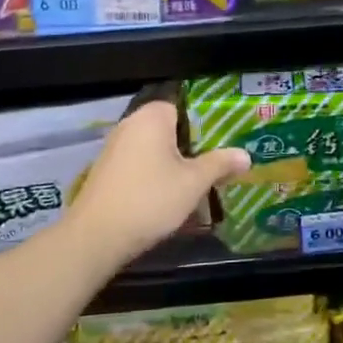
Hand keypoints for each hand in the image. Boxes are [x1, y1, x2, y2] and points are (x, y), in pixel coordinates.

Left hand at [64, 101, 248, 262]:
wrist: (96, 237)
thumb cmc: (150, 199)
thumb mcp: (193, 182)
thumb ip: (220, 164)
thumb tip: (245, 155)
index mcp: (152, 117)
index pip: (185, 106)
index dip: (206, 123)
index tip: (224, 141)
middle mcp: (130, 124)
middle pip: (170, 128)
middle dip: (193, 146)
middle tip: (218, 163)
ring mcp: (115, 148)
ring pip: (155, 149)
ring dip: (174, 163)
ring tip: (199, 182)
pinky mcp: (107, 171)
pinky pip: (140, 164)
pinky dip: (156, 175)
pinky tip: (170, 196)